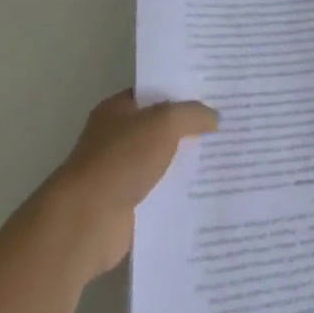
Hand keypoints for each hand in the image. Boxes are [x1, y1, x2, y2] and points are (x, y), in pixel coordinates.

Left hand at [55, 91, 217, 279]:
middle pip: (160, 128)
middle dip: (189, 128)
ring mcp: (120, 174)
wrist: (87, 221)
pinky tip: (207, 189)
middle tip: (226, 123)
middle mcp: (116, 138)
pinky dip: (179, 193)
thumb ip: (192, 114)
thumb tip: (214, 117)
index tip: (213, 93)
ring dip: (186, 163)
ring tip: (225, 156)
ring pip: (162, 161)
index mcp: (118, 110)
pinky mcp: (127, 207)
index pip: (154, 93)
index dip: (182, 91)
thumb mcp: (165, 122)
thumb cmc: (121, 159)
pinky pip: (160, 192)